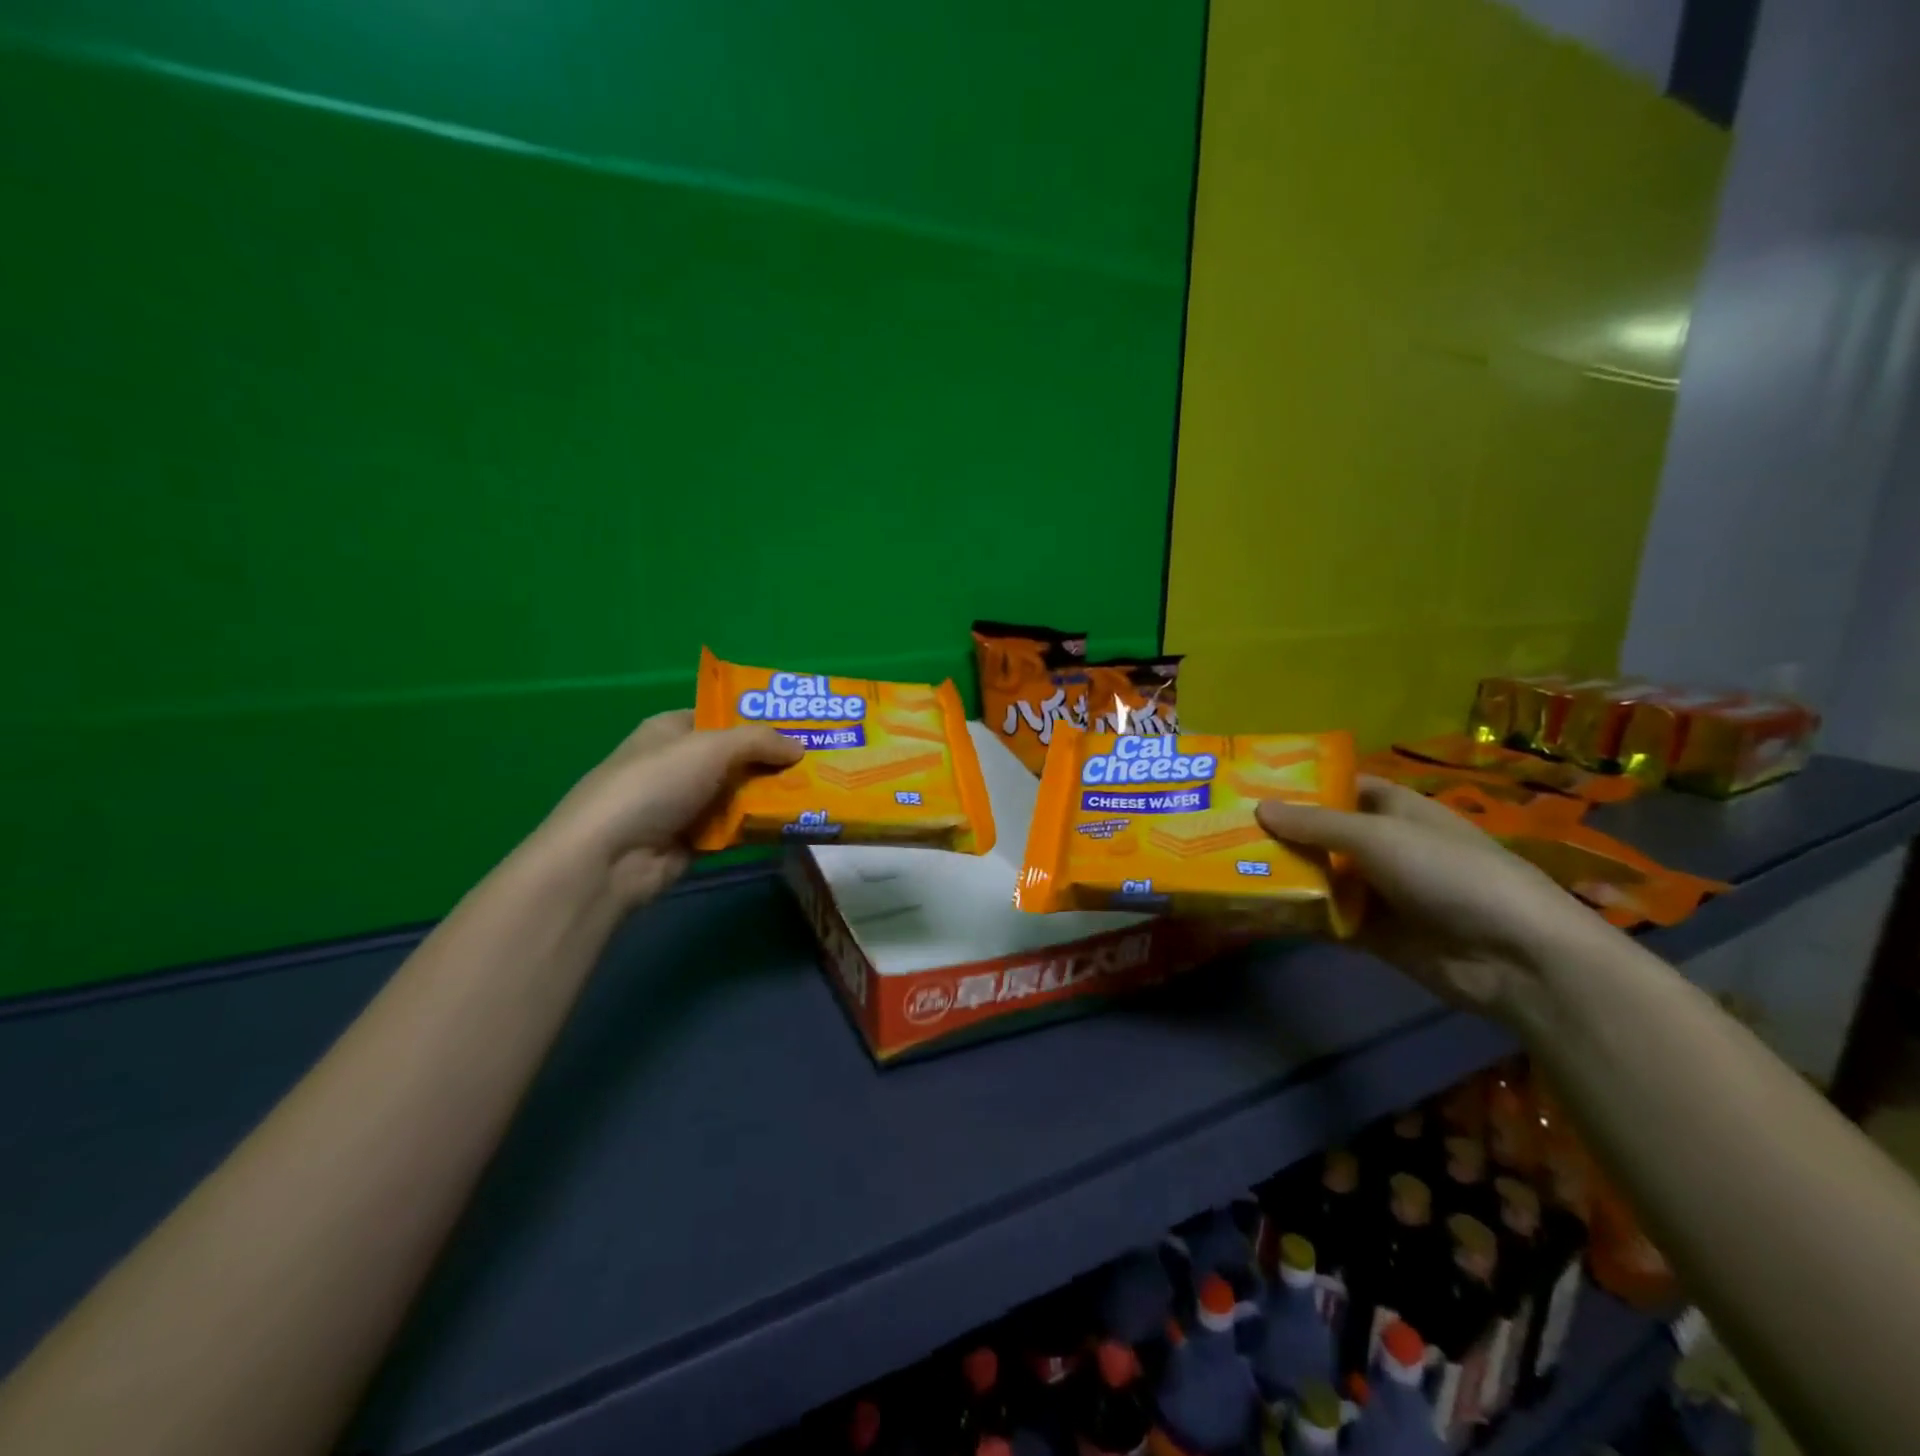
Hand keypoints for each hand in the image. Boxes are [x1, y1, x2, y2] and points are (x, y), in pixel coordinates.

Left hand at [538, 710, 802, 907]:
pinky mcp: (696, 841)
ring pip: (741, 793)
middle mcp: (680, 764)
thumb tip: (800, 747)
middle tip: (822, 760)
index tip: (802, 724)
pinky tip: (798, 822)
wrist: (610, 856)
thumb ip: (759, 741)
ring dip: (774, 794)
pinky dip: (762, 825)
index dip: (759, 718)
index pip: (722, 716)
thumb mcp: (710, 747)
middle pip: (737, 757)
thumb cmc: (655, 784)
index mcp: (673, 730)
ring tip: (821, 791)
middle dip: (775, 759)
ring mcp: (687, 804)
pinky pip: (738, 827)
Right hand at [1256, 776, 1616, 1021]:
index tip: (1252, 784)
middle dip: (1280, 832)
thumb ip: (1317, 824)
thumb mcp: (1379, 837)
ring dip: (1282, 874)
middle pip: (1322, 834)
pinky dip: (1295, 915)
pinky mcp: (1372, 934)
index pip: (1341, 788)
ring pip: (1319, 877)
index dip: (1302, 785)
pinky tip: (1253, 911)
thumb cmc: (1449, 873)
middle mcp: (1384, 847)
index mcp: (1395, 810)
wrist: (1514, 957)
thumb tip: (1259, 807)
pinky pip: (1325, 918)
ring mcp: (1378, 892)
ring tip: (1225, 866)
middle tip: (1222, 828)